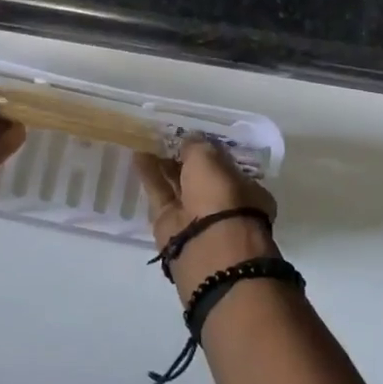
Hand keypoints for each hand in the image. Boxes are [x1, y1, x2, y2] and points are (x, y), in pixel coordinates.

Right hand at [135, 139, 278, 297]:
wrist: (207, 247)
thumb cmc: (221, 197)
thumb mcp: (210, 159)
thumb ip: (197, 146)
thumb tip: (188, 139)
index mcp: (245, 190)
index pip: (224, 165)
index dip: (207, 150)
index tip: (190, 135)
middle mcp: (222, 203)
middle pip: (198, 176)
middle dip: (183, 157)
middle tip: (164, 135)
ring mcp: (195, 215)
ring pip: (177, 184)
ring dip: (162, 163)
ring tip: (145, 140)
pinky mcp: (170, 224)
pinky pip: (159, 193)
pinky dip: (149, 175)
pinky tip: (137, 156)